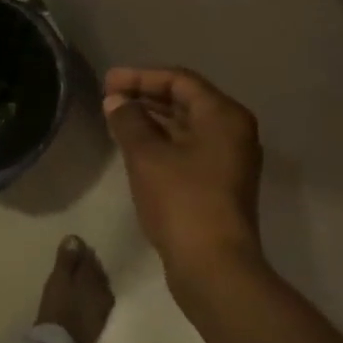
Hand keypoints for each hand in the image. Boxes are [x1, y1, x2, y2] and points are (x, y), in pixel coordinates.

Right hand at [103, 67, 264, 278]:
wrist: (213, 266)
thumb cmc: (182, 201)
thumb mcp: (147, 156)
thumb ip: (129, 121)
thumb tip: (116, 101)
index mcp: (224, 116)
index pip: (180, 81)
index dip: (141, 77)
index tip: (108, 82)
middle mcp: (233, 132)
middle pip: (186, 101)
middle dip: (146, 96)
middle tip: (109, 97)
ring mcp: (229, 160)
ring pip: (187, 127)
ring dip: (152, 120)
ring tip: (116, 119)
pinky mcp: (220, 184)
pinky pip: (189, 149)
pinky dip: (162, 142)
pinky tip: (135, 148)